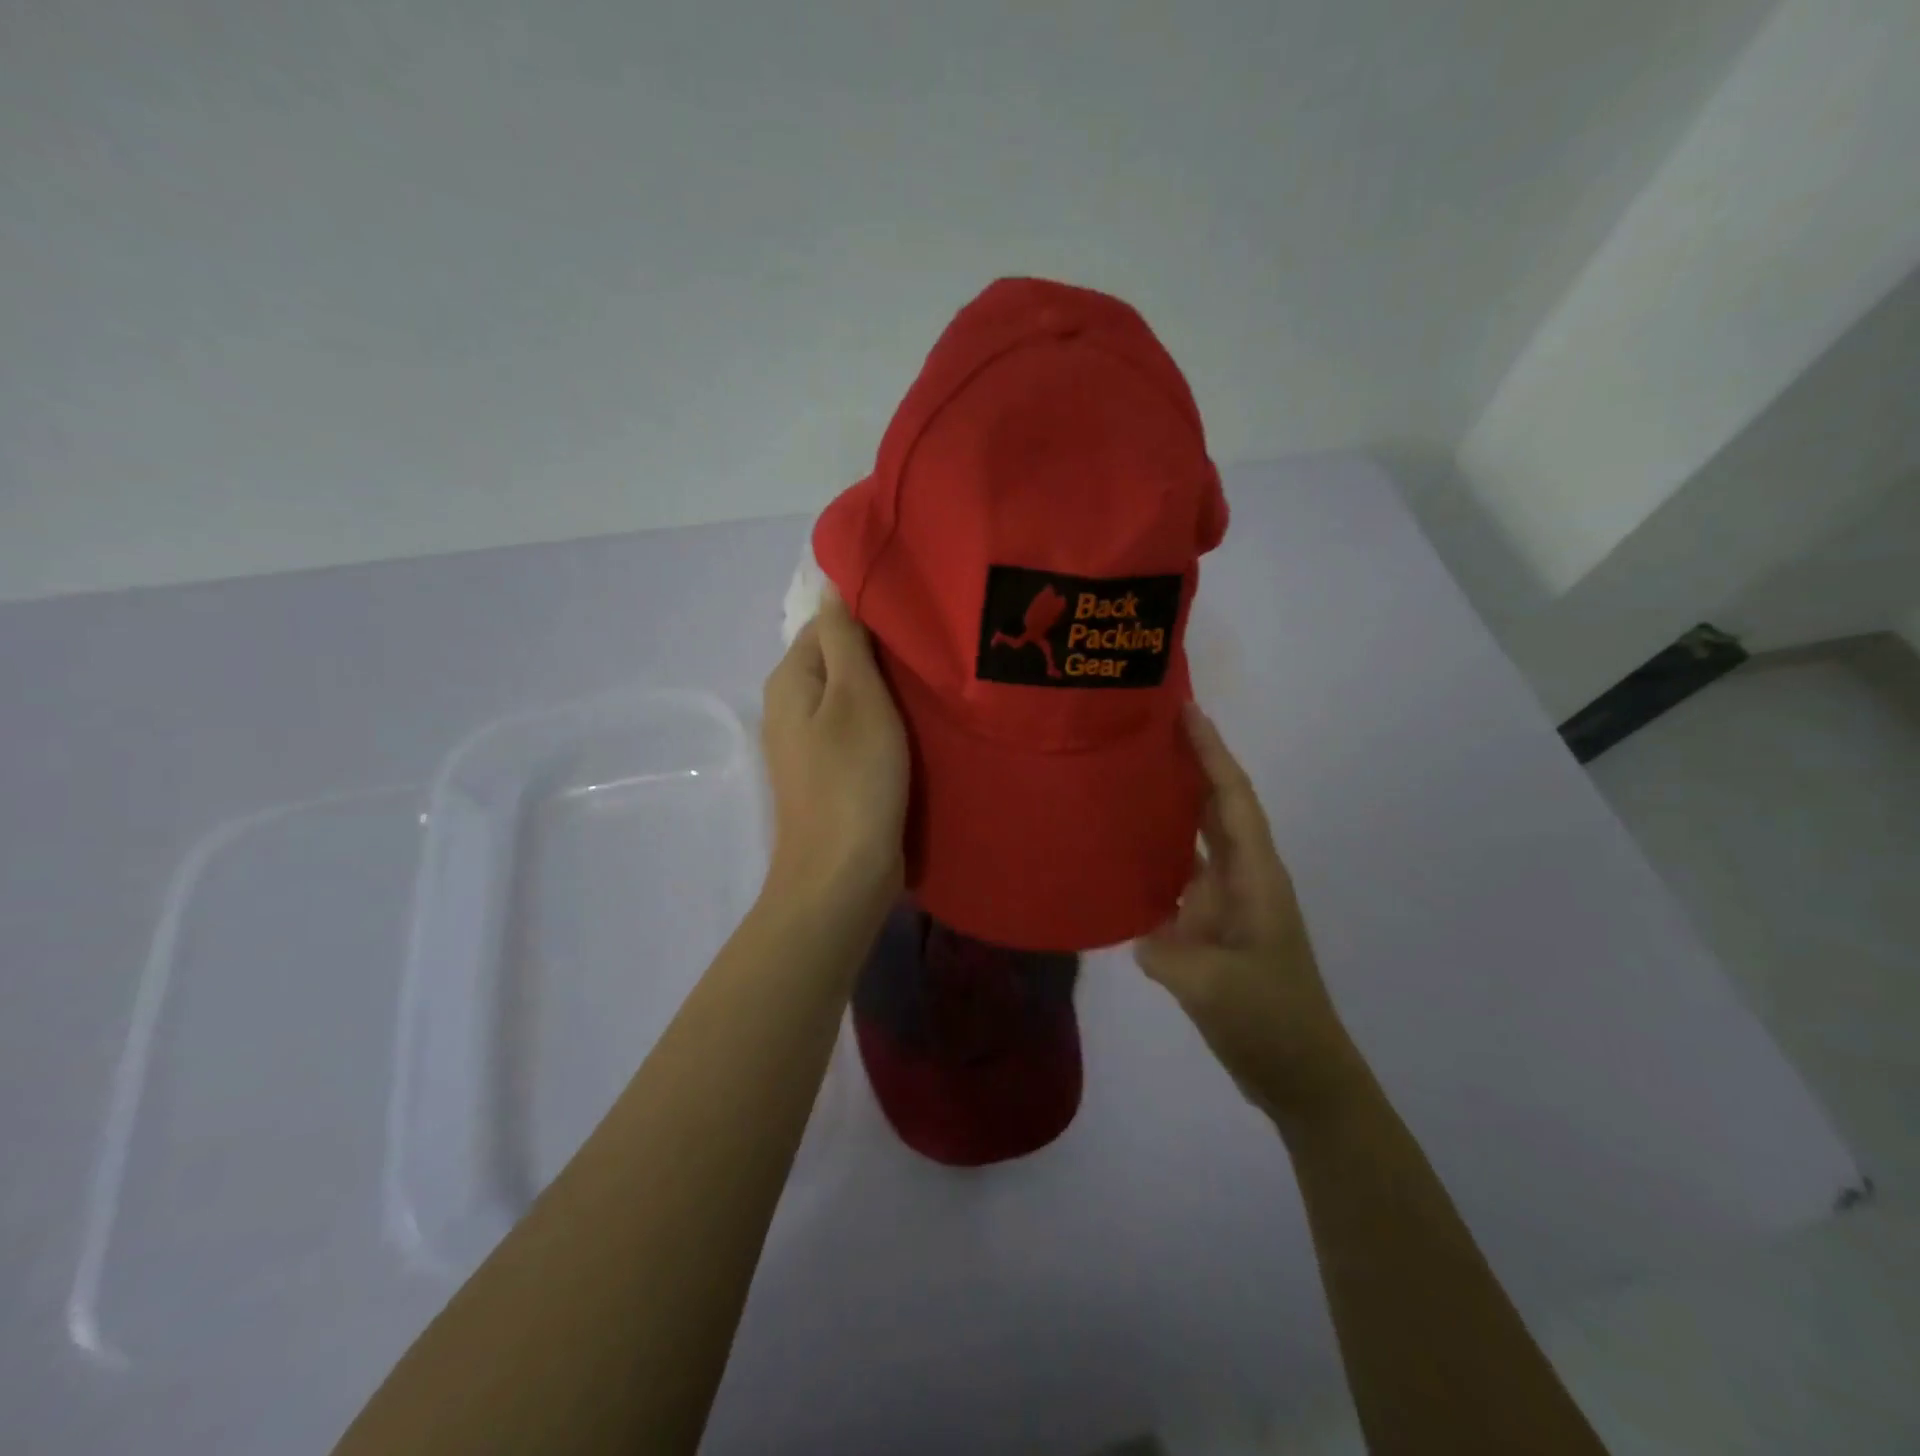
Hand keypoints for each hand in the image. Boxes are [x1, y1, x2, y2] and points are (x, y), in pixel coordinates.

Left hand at [760, 589, 908, 921]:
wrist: (842, 875)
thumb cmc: (853, 779)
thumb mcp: (856, 696)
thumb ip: (844, 637)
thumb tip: (831, 582)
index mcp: (790, 679)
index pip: (830, 623)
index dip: (873, 616)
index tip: (922, 618)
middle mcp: (790, 706)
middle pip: (841, 660)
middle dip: (885, 655)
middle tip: (937, 651)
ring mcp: (808, 745)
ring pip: (853, 698)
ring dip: (889, 692)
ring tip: (936, 685)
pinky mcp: (830, 774)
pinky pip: (858, 732)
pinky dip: (886, 725)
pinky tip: (919, 727)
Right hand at [1136, 705, 1365, 1125]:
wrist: (1302, 1076)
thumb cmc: (1271, 1023)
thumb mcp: (1214, 989)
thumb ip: (1168, 952)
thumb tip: (1138, 930)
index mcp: (1255, 879)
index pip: (1231, 800)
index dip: (1211, 753)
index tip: (1186, 710)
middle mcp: (1242, 880)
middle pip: (1215, 808)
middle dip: (1189, 765)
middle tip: (1145, 730)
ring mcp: (1226, 905)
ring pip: (1195, 840)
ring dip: (1170, 807)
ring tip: (1127, 777)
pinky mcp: (1210, 930)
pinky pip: (1177, 879)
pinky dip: (1154, 858)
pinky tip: (1119, 854)